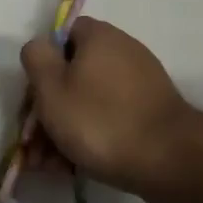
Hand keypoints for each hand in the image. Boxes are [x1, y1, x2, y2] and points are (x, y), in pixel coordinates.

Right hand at [21, 17, 189, 196]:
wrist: (169, 160)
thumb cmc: (99, 120)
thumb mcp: (51, 87)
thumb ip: (37, 59)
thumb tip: (40, 47)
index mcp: (99, 38)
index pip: (63, 35)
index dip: (44, 63)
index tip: (34, 95)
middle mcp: (122, 52)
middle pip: (73, 74)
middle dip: (48, 109)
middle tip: (33, 143)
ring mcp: (140, 84)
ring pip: (88, 101)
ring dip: (64, 130)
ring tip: (48, 165)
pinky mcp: (149, 113)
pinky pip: (109, 118)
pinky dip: (89, 137)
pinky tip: (71, 167)